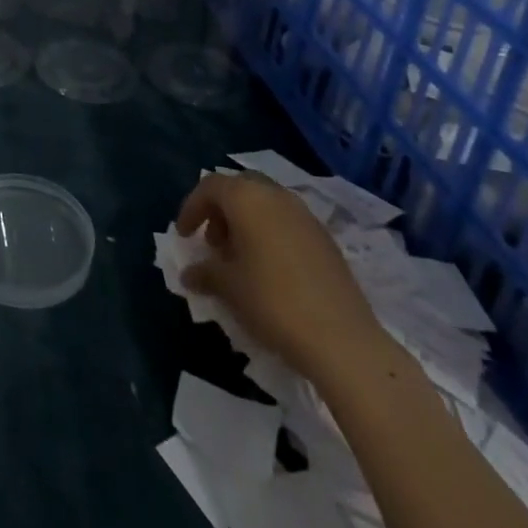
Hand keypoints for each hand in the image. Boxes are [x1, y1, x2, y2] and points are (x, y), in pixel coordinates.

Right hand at [175, 172, 390, 385]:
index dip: (192, 207)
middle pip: (240, 188)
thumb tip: (190, 273)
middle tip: (213, 242)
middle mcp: (276, 196)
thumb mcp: (229, 287)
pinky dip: (270, 233)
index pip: (209, 186)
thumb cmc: (273, 302)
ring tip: (239, 258)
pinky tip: (270, 269)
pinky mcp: (326, 239)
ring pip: (266, 204)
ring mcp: (305, 216)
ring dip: (246, 222)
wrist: (343, 340)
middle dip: (221, 210)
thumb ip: (205, 272)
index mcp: (247, 198)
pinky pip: (287, 222)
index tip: (184, 235)